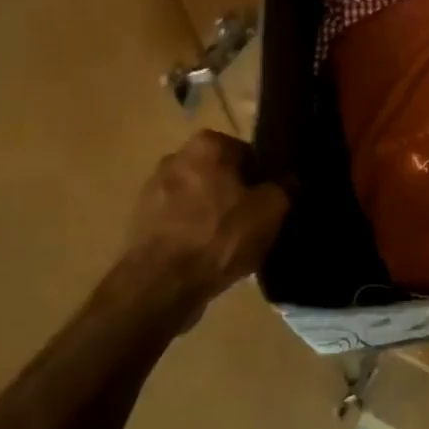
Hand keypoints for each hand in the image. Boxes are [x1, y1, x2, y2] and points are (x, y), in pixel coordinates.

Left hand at [123, 130, 291, 300]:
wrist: (161, 284)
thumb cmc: (220, 236)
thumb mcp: (271, 211)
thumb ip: (284, 187)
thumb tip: (288, 180)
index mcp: (208, 144)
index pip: (249, 153)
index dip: (264, 179)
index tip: (271, 203)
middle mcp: (176, 156)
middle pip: (221, 174)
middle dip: (236, 193)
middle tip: (254, 223)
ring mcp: (154, 188)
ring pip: (199, 196)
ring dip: (213, 213)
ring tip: (230, 244)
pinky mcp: (141, 219)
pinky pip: (179, 219)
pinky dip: (193, 231)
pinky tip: (206, 255)